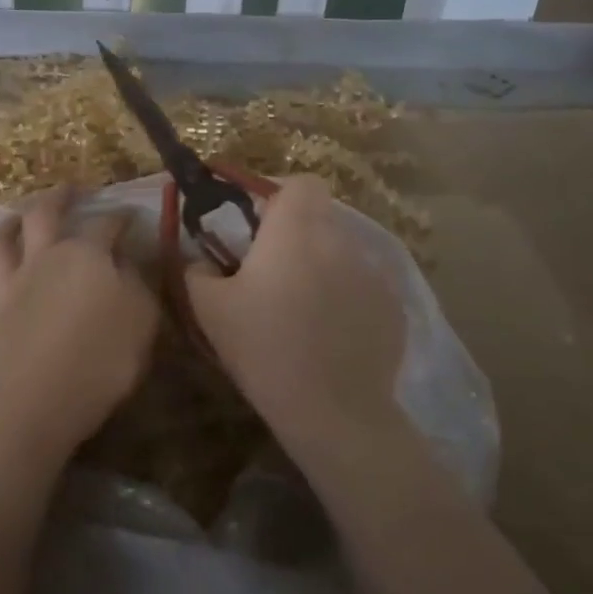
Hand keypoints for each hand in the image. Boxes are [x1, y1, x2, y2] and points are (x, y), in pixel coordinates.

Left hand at [0, 187, 158, 461]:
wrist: (45, 399)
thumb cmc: (105, 357)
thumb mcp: (142, 316)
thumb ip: (136, 281)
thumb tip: (124, 259)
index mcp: (84, 254)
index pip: (106, 224)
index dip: (120, 217)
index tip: (130, 215)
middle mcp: (42, 260)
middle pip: (43, 215)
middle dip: (57, 197)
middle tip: (69, 190)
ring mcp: (10, 289)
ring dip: (2, 228)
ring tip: (10, 221)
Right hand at [184, 176, 407, 470]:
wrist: (332, 411)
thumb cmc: (263, 347)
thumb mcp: (209, 308)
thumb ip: (198, 270)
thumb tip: (202, 260)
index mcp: (296, 230)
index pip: (301, 183)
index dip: (279, 195)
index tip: (259, 224)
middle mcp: (340, 240)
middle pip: (321, 216)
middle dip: (297, 233)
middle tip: (271, 270)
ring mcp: (373, 273)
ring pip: (342, 251)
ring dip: (322, 265)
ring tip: (303, 307)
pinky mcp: (394, 307)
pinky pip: (364, 286)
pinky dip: (347, 297)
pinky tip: (330, 334)